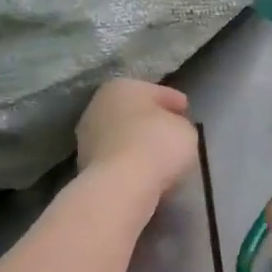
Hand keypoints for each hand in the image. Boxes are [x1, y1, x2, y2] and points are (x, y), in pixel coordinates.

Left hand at [75, 79, 196, 203]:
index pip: (156, 91)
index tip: (186, 110)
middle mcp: (99, 105)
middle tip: (172, 132)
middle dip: (151, 120)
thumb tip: (172, 129)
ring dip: (137, 143)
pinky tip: (143, 171)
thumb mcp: (185, 130)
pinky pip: (116, 158)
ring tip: (158, 156)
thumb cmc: (157, 145)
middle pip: (134, 112)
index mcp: (123, 87)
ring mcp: (87, 136)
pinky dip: (128, 162)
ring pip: (121, 136)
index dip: (174, 100)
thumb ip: (180, 124)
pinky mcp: (85, 164)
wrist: (121, 184)